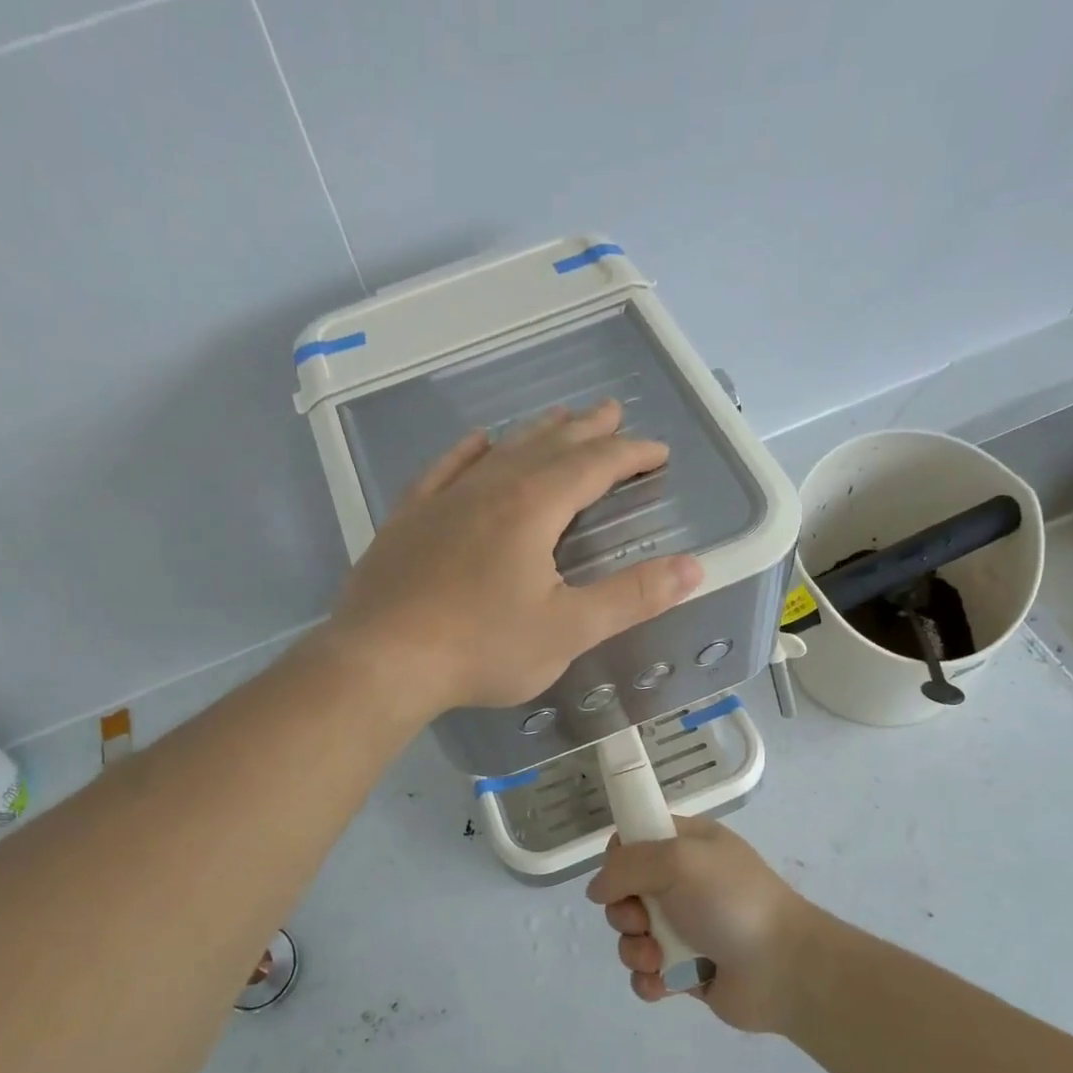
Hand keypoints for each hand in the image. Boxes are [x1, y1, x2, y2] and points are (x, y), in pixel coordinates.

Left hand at [327, 401, 701, 715]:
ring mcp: (444, 500)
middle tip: (612, 412)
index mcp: (533, 508)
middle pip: (548, 446)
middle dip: (587, 430)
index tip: (657, 451)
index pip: (593, 466)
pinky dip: (469, 451)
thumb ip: (631, 597)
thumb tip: (693, 568)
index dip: (630, 455)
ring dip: (536, 433)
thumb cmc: (481, 648)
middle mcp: (490, 488)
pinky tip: (478, 442)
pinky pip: (445, 468)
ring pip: (501, 451)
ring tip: (559, 418)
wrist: (380, 660)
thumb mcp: (568, 630)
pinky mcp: (409, 518)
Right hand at [586, 817, 825, 1033]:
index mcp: (687, 844)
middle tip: (643, 922)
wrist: (784, 969)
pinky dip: (648, 980)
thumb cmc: (730, 902)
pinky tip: (663, 985)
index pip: (635, 838)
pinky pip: (647, 972)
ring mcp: (685, 927)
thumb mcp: (677, 860)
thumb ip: (626, 865)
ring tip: (658, 960)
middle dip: (624, 912)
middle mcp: (684, 882)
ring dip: (634, 950)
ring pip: (631, 935)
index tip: (620, 875)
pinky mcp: (686, 969)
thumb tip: (597, 889)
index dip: (619, 857)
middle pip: (625, 891)